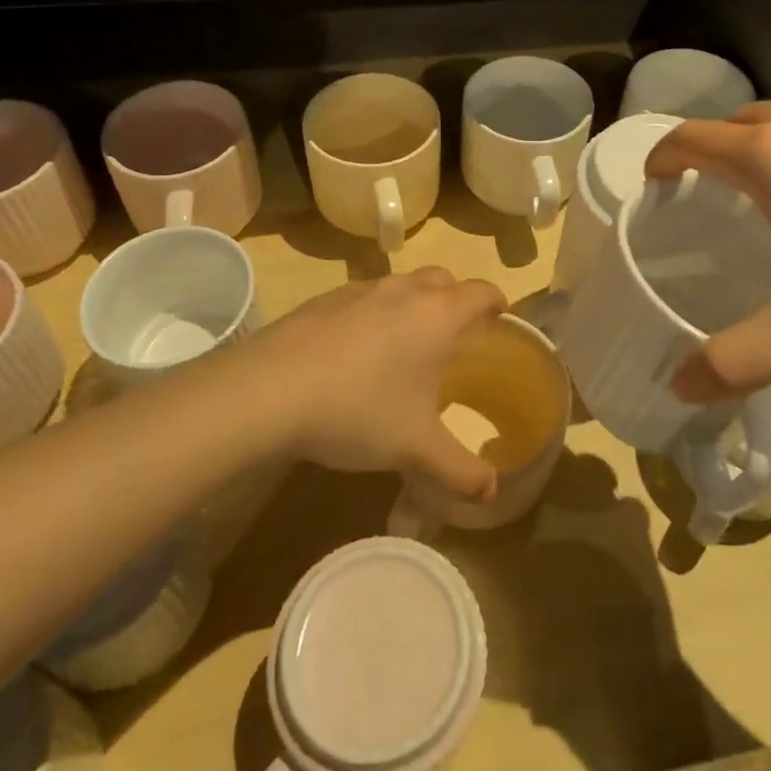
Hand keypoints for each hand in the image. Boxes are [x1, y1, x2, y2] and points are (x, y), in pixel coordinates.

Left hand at [246, 269, 507, 501]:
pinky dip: (374, 313)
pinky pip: (364, 297)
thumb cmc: (359, 410)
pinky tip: (356, 352)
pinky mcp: (324, 299)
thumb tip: (491, 492)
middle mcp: (404, 291)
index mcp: (437, 315)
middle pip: (442, 279)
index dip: (496, 301)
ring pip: (401, 284)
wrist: (270, 389)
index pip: (481, 291)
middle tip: (455, 334)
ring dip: (413, 304)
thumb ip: (459, 471)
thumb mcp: (415, 449)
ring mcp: (360, 289)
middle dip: (455, 298)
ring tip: (406, 344)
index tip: (499, 317)